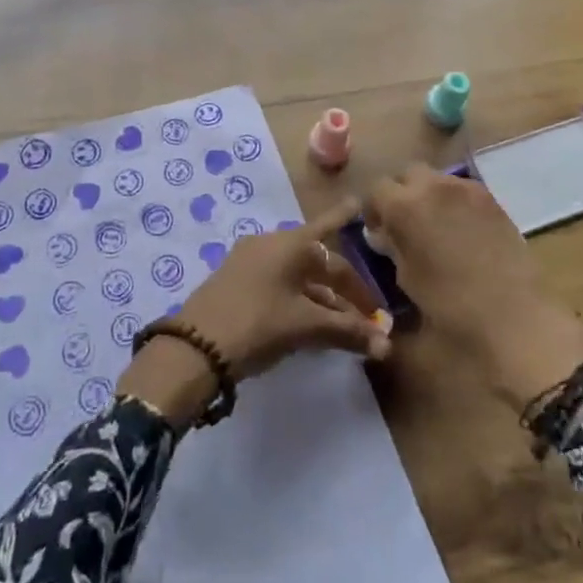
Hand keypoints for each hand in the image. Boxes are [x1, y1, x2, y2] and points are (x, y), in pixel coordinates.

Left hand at [118, 201, 390, 424]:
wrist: (195, 346)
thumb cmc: (258, 324)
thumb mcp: (305, 327)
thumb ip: (347, 332)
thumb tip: (387, 345)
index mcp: (291, 244)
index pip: (335, 247)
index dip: (357, 264)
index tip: (365, 235)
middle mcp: (271, 243)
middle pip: (317, 261)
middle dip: (343, 287)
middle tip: (365, 309)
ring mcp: (250, 261)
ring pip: (298, 276)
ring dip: (322, 298)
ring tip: (344, 324)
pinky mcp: (236, 281)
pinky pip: (279, 284)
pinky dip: (299, 300)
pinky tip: (310, 323)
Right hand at [364, 165, 582, 409]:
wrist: (520, 324)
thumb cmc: (453, 314)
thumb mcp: (406, 287)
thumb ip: (391, 254)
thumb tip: (386, 242)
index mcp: (405, 208)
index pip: (376, 190)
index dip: (374, 211)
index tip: (378, 236)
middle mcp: (435, 187)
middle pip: (407, 175)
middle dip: (402, 195)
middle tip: (405, 229)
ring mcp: (469, 191)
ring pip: (438, 180)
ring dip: (429, 198)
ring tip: (436, 232)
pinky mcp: (495, 202)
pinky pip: (465, 191)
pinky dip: (456, 205)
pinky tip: (462, 236)